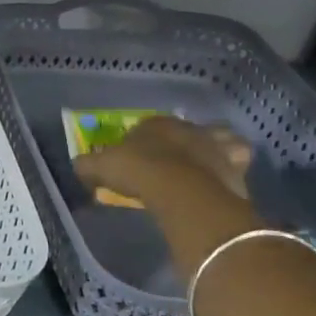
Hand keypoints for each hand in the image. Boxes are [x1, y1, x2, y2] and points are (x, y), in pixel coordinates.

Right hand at [75, 115, 253, 205]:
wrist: (183, 191)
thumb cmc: (139, 171)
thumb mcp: (101, 167)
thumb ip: (88, 164)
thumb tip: (78, 166)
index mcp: (155, 123)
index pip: (147, 126)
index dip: (141, 141)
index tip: (135, 158)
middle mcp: (188, 128)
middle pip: (184, 132)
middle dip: (180, 143)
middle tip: (171, 162)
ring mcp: (215, 145)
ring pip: (219, 141)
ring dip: (213, 150)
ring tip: (204, 168)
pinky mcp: (236, 167)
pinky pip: (237, 163)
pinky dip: (232, 169)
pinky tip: (224, 181)